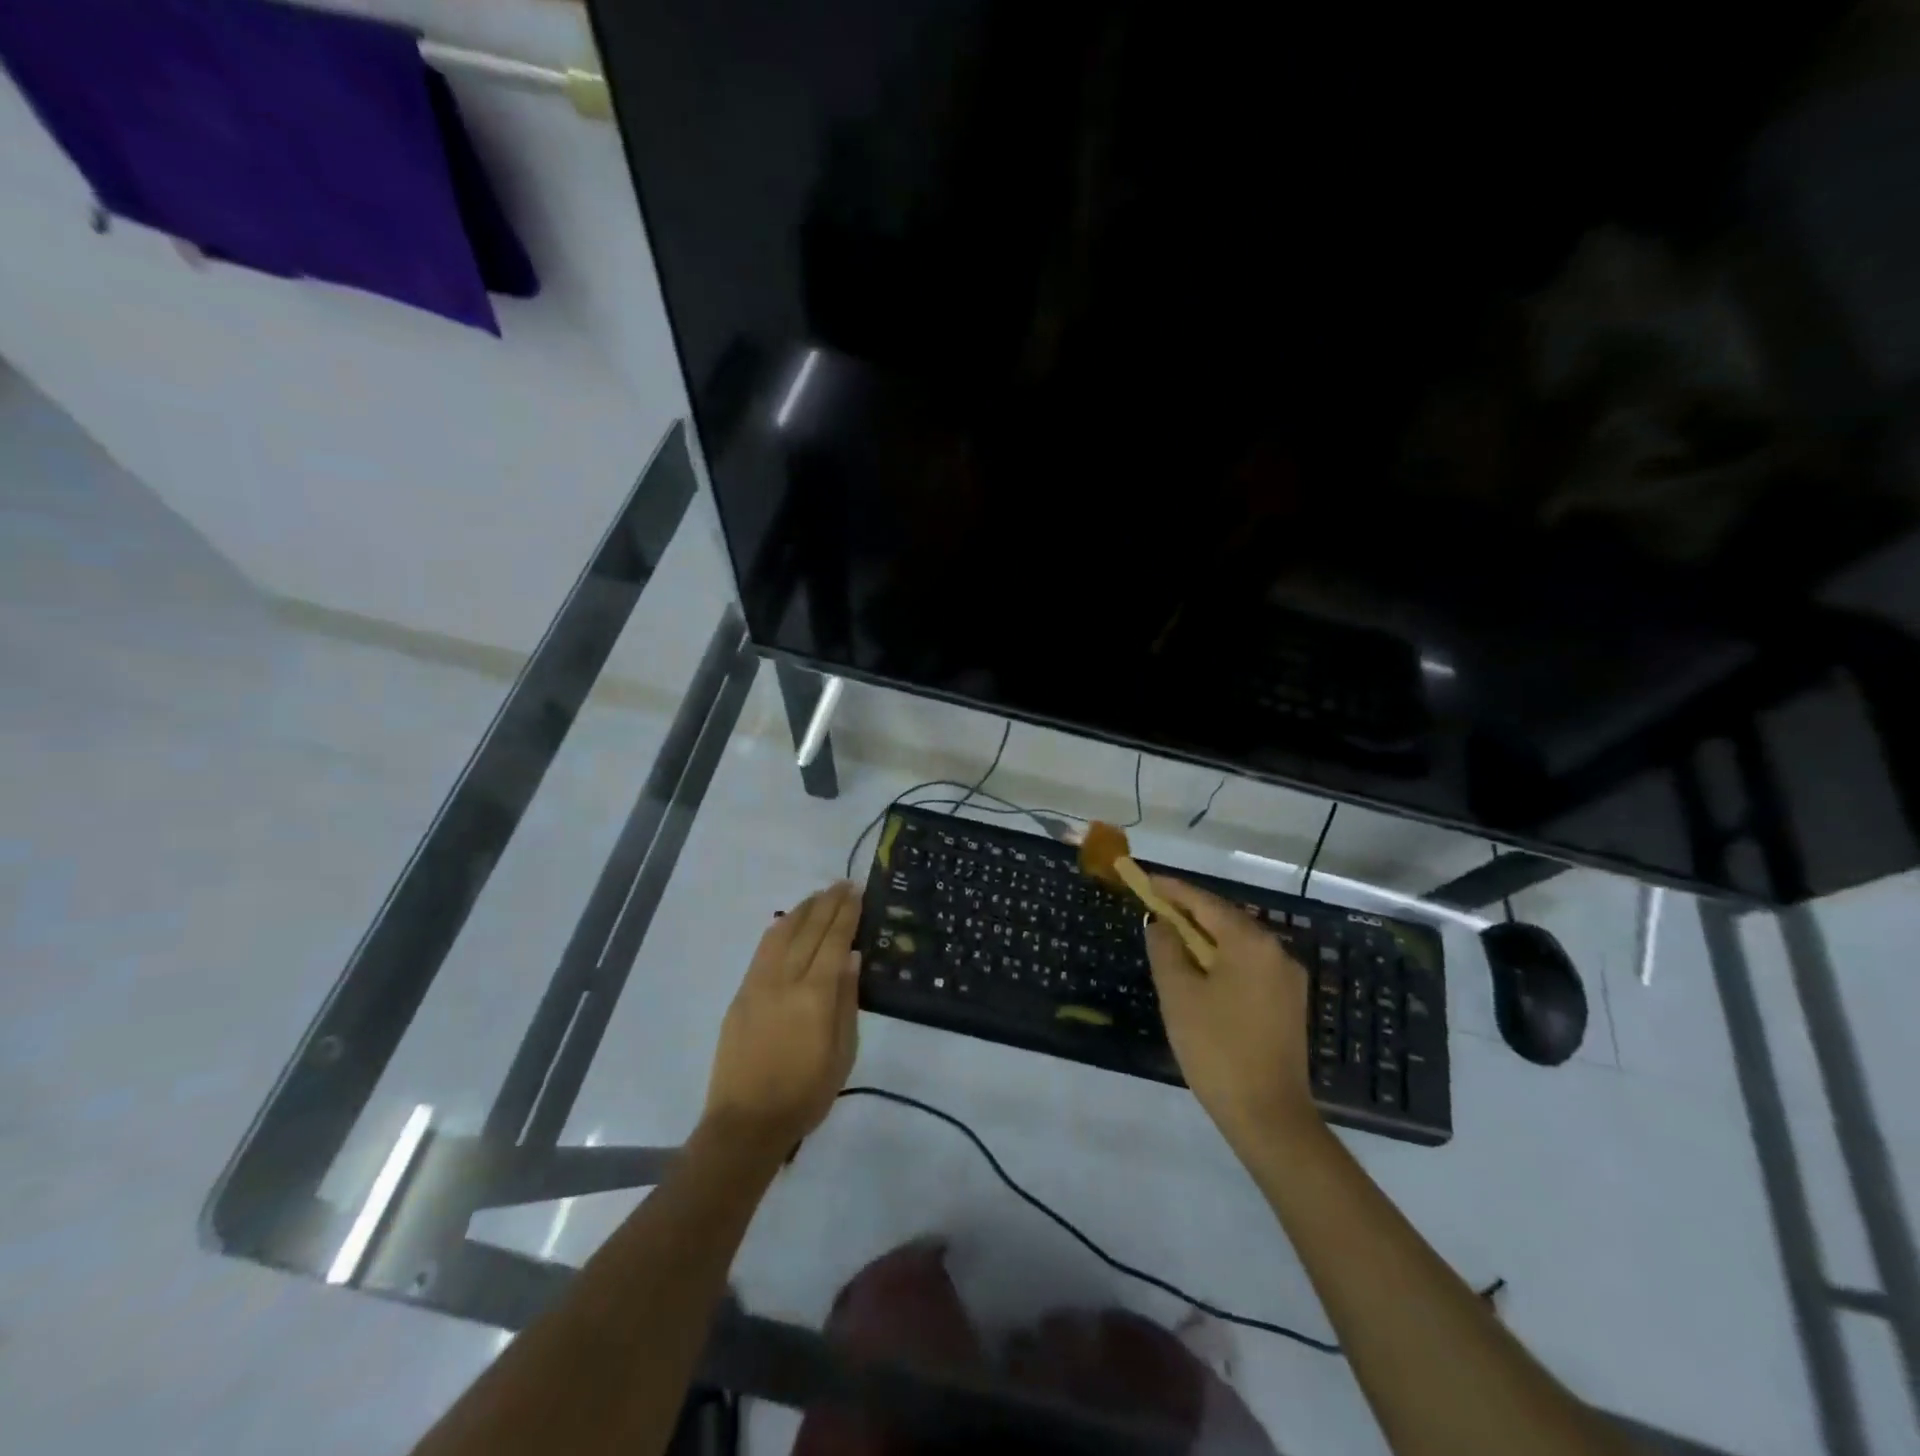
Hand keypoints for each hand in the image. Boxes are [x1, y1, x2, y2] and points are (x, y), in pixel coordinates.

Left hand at [704, 882, 862, 1152]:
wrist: (746, 1123)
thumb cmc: (805, 1094)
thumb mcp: (842, 1053)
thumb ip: (847, 1001)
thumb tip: (851, 957)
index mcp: (815, 995)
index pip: (834, 941)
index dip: (846, 914)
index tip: (856, 891)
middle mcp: (785, 980)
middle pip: (808, 930)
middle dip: (827, 903)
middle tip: (842, 883)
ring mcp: (758, 985)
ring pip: (781, 934)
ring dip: (802, 910)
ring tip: (818, 896)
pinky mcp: (741, 995)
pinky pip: (762, 951)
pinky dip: (778, 930)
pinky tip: (786, 922)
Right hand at [1144, 876, 1320, 1147]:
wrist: (1268, 1115)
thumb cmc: (1216, 1047)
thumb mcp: (1178, 993)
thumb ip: (1165, 948)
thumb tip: (1160, 923)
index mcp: (1250, 942)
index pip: (1205, 902)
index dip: (1173, 889)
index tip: (1146, 879)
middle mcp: (1276, 951)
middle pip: (1225, 918)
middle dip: (1189, 911)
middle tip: (1155, 907)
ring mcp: (1287, 978)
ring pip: (1238, 942)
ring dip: (1205, 936)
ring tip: (1172, 936)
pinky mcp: (1288, 1003)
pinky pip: (1249, 964)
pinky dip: (1222, 957)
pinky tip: (1201, 969)